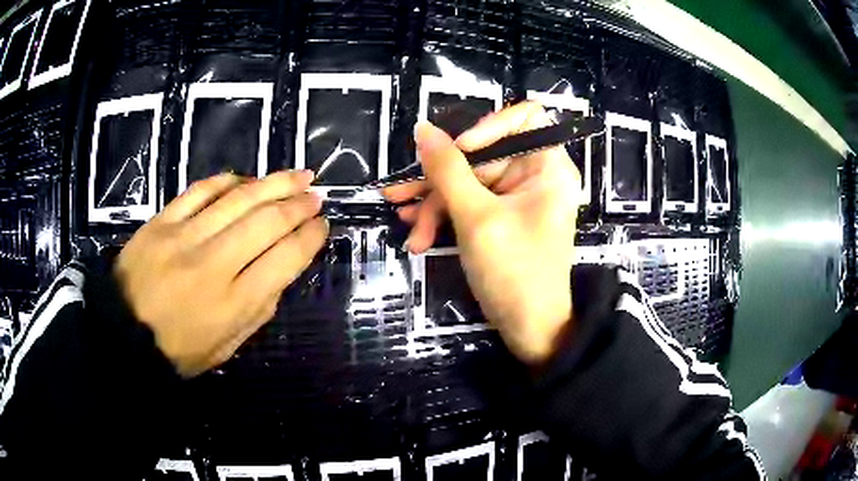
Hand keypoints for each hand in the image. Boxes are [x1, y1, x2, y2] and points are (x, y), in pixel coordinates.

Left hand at [114, 171, 328, 377]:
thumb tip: (281, 270)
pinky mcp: (162, 221)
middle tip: (317, 195)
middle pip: (267, 221)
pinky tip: (247, 179)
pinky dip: (229, 180)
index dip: (311, 237)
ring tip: (299, 175)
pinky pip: (201, 190)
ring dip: (275, 183)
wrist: (122, 334)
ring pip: (239, 198)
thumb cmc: (178, 350)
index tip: (323, 226)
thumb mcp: (227, 347)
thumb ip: (258, 309)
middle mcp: (213, 263)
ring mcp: (184, 236)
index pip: (285, 259)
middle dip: (299, 205)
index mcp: (232, 303)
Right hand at [384, 102, 582, 365]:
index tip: (459, 151)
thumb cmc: (514, 272)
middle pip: (483, 155)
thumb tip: (422, 129)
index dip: (488, 126)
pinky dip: (445, 216)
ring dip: (435, 202)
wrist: (529, 329)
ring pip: (469, 181)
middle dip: (441, 181)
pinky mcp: (502, 216)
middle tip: (403, 200)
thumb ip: (447, 169)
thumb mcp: (476, 217)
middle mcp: (535, 175)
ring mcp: (517, 197)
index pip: (523, 117)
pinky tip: (418, 232)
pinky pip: (470, 202)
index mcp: (547, 166)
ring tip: (406, 223)